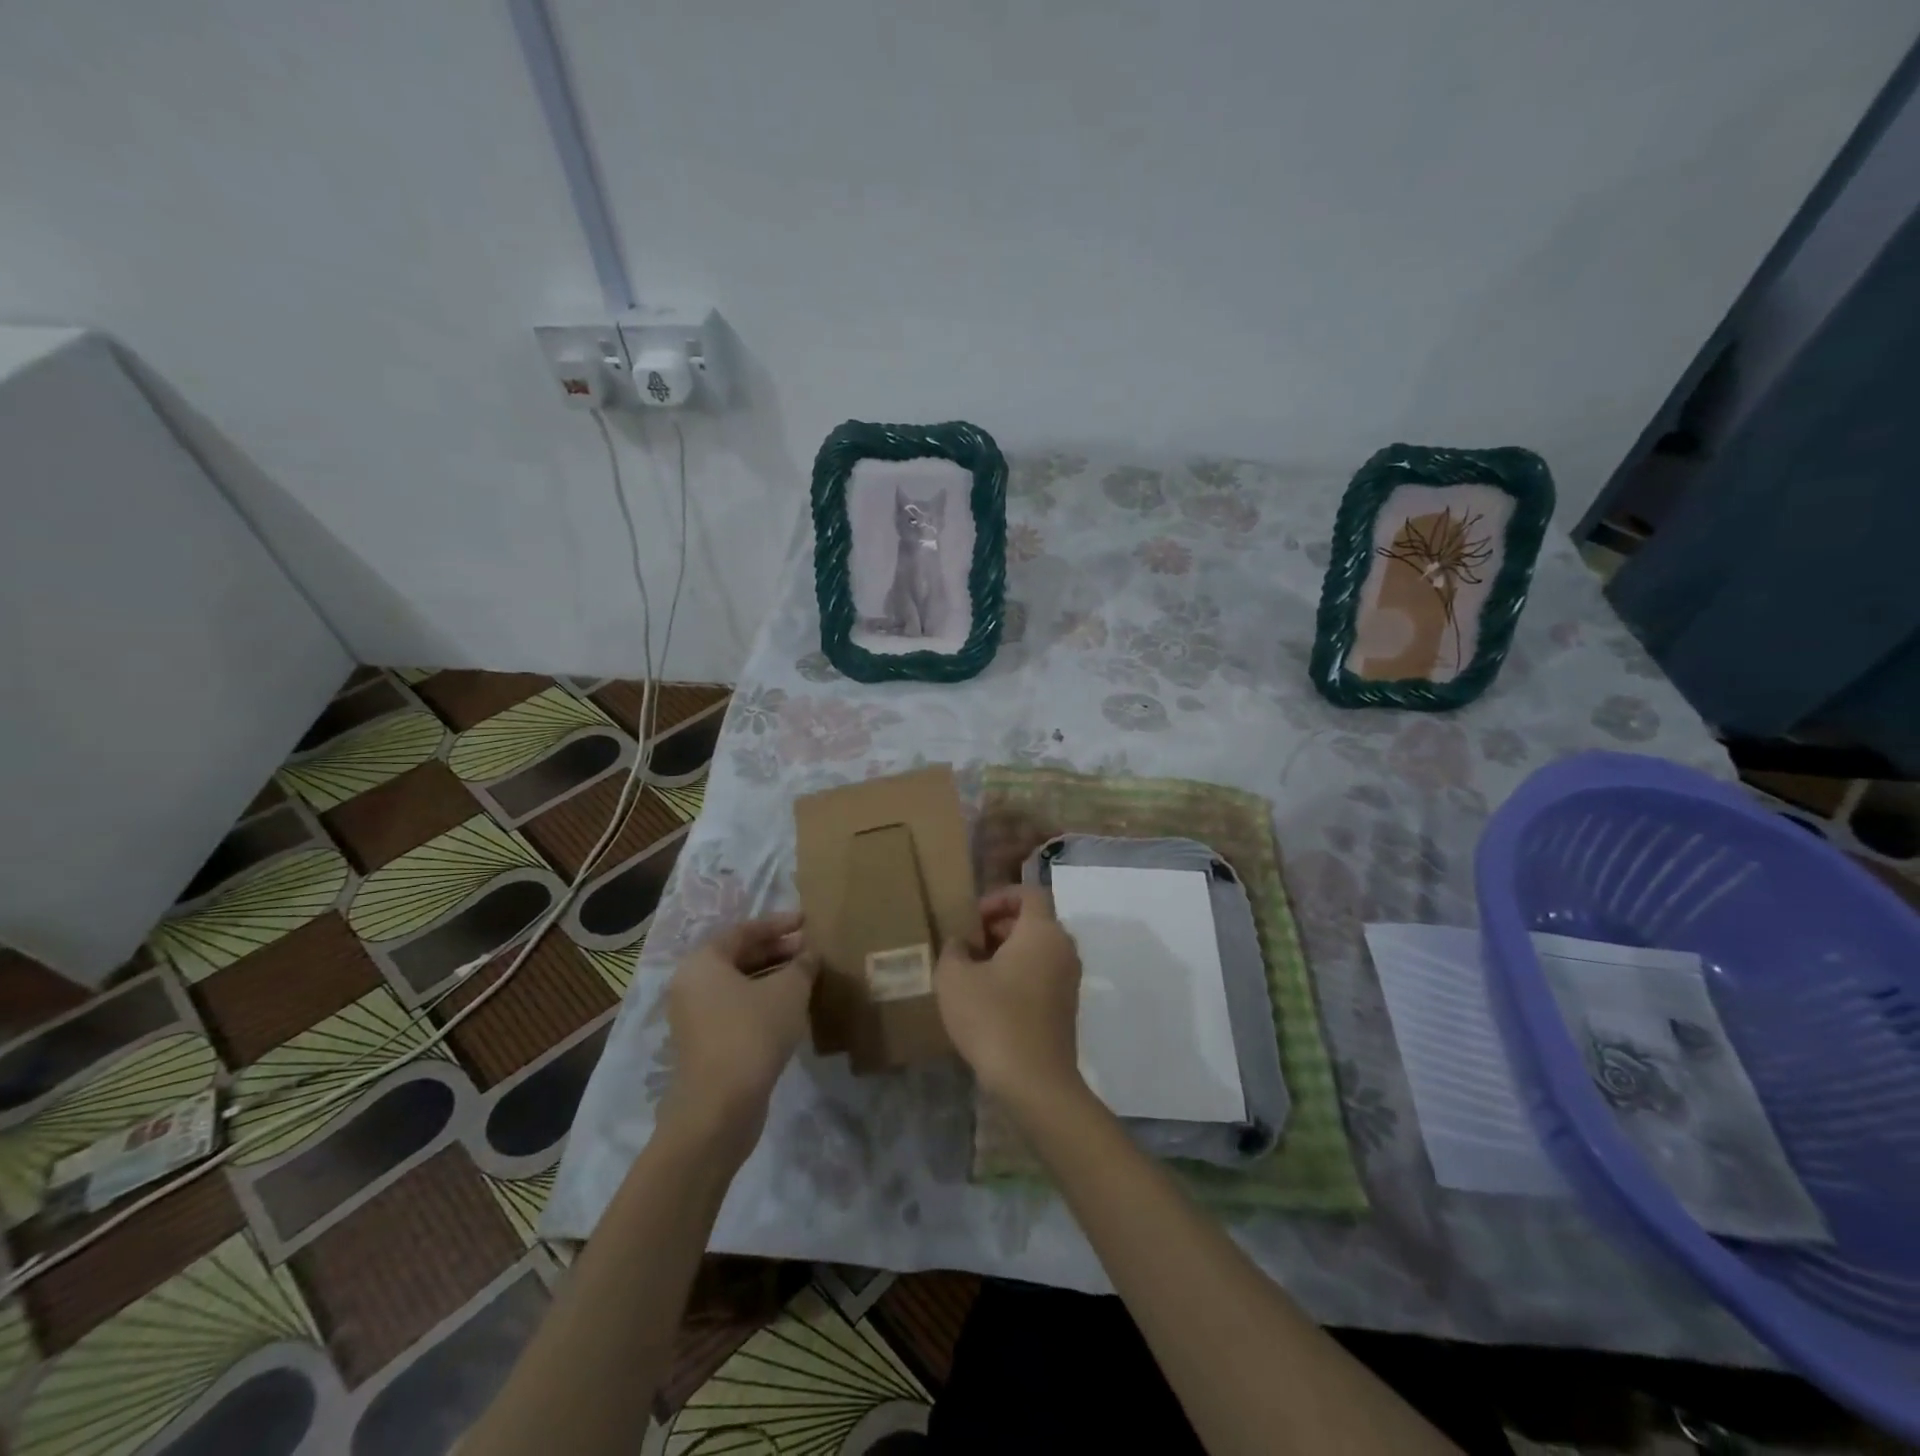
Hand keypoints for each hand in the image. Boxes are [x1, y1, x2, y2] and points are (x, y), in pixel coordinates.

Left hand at [659, 911, 816, 1159]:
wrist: (720, 1108)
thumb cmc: (752, 1032)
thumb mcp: (788, 990)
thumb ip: (802, 965)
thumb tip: (810, 954)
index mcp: (703, 962)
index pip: (744, 931)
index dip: (778, 924)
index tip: (806, 921)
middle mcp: (691, 985)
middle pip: (738, 957)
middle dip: (776, 950)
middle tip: (809, 948)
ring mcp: (695, 1017)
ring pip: (738, 985)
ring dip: (772, 977)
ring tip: (806, 975)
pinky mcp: (706, 1044)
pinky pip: (737, 1009)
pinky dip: (763, 1001)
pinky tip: (791, 1007)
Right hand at [935, 885, 1084, 1110]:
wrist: (1035, 1081)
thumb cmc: (993, 1018)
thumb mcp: (954, 978)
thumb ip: (954, 949)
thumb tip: (962, 943)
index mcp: (1042, 931)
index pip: (1029, 894)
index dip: (1000, 897)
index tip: (973, 917)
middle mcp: (1063, 948)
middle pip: (1034, 921)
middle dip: (1000, 926)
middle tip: (969, 943)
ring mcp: (1069, 979)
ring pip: (1038, 949)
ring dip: (1008, 952)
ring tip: (975, 971)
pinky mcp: (1067, 1007)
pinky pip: (1042, 974)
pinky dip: (1020, 974)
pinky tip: (991, 998)